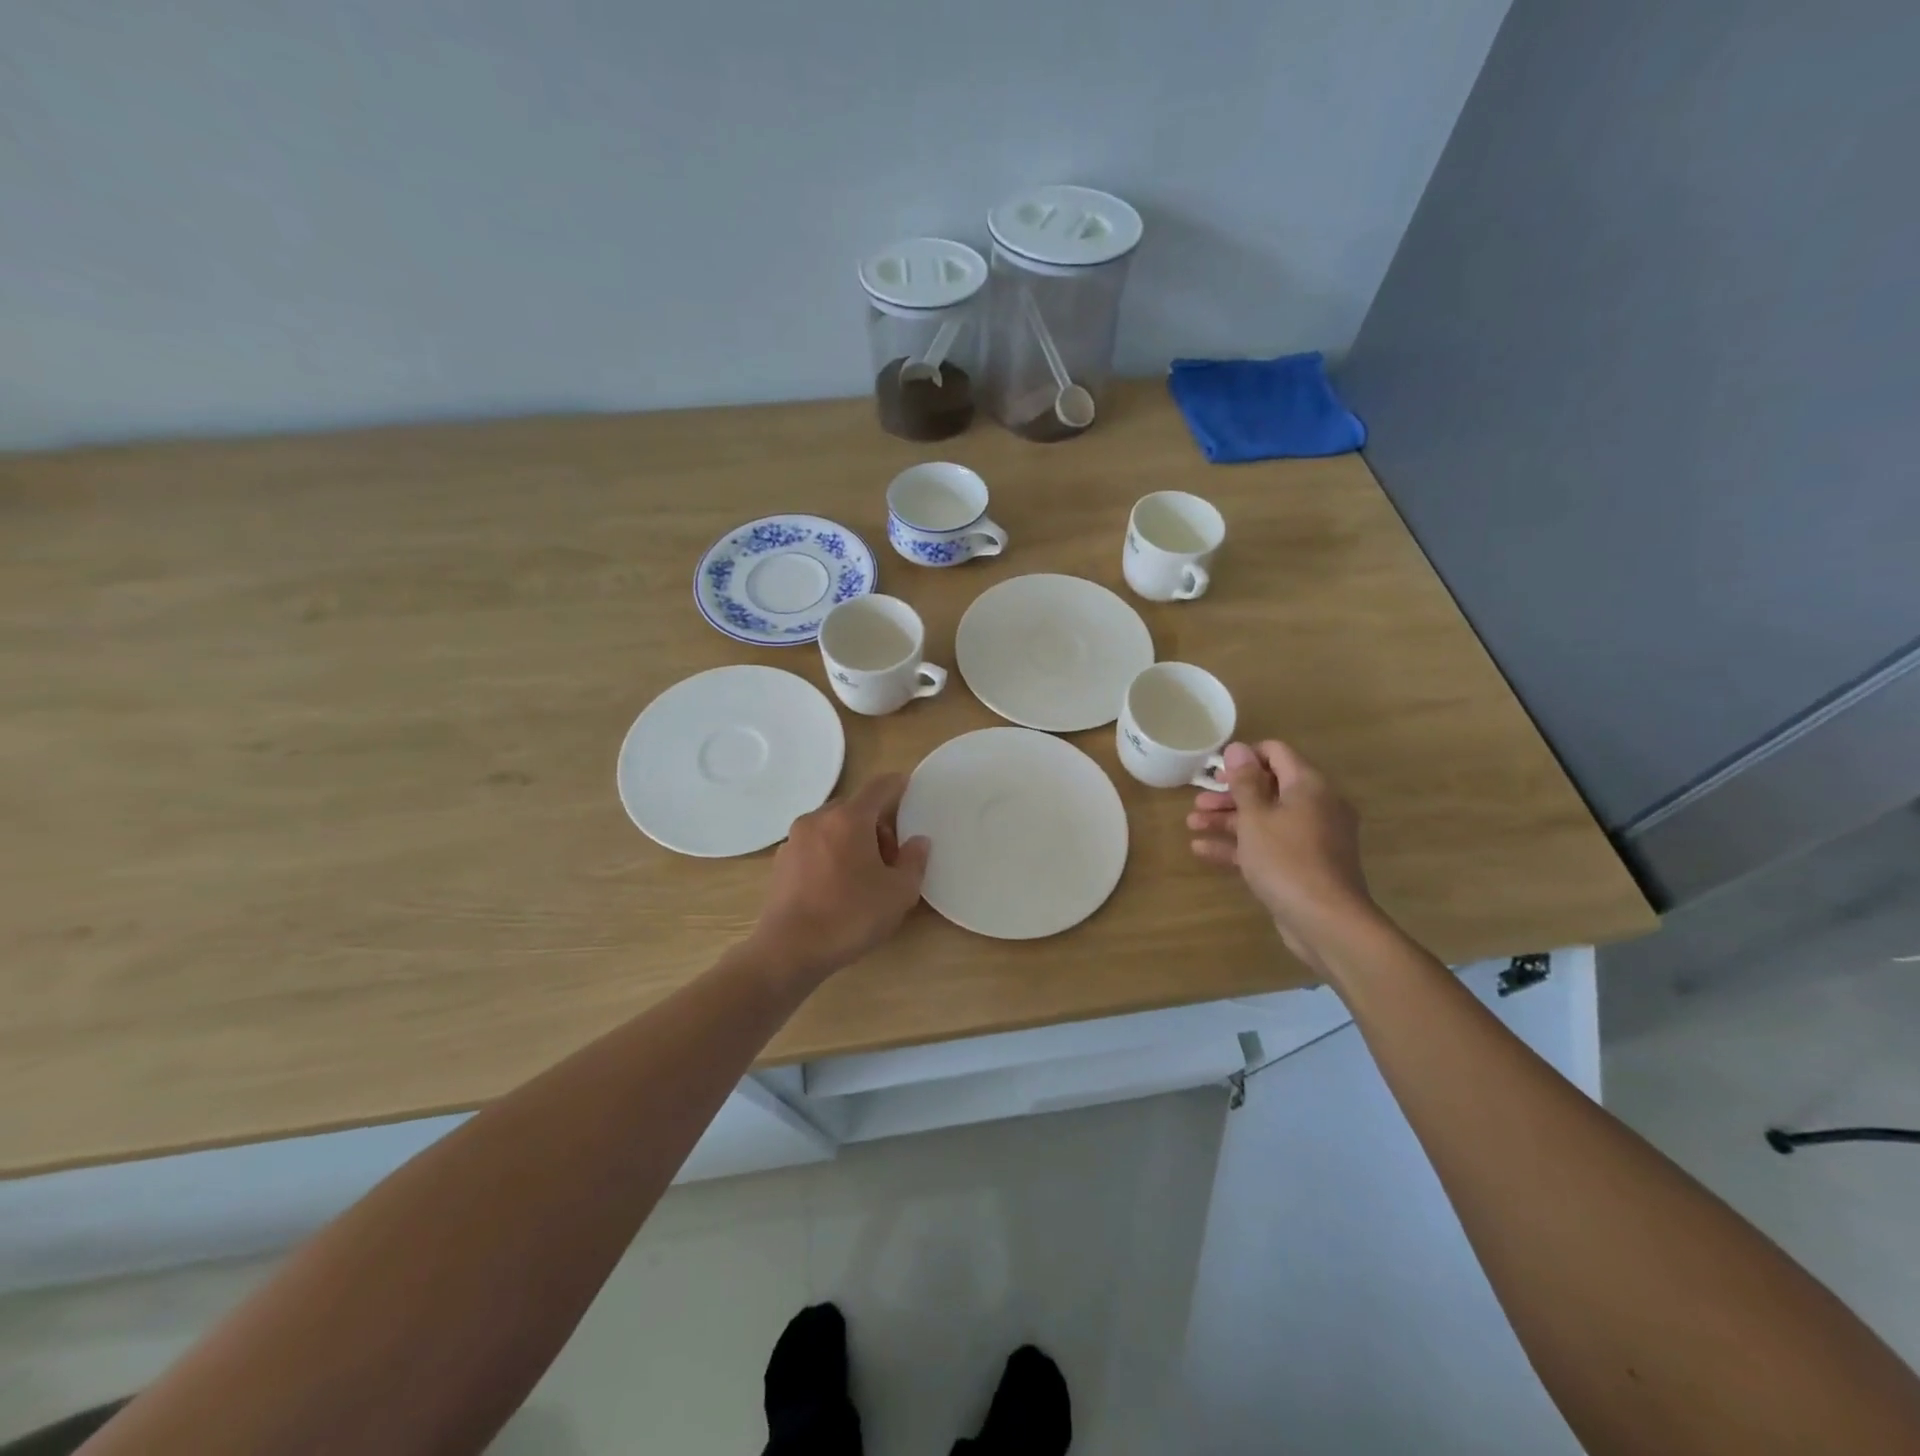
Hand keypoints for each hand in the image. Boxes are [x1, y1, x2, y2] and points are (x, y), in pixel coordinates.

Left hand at [752, 774, 930, 982]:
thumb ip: (914, 861)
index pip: (879, 787)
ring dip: (851, 839)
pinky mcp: (780, 862)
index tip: (908, 787)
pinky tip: (837, 885)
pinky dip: (830, 853)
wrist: (788, 950)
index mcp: (849, 819)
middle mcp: (818, 819)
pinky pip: (814, 845)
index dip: (897, 784)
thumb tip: (918, 842)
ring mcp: (794, 839)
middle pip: (854, 808)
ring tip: (863, 874)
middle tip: (890, 857)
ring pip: (832, 826)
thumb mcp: (898, 893)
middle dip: (876, 824)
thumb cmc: (850, 916)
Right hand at [1188, 740, 1375, 971]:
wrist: (1326, 921)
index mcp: (1309, 785)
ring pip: (1265, 818)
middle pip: (1267, 788)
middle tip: (1198, 803)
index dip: (1244, 758)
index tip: (1215, 771)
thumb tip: (1237, 748)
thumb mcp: (1256, 816)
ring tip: (1192, 825)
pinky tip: (1203, 850)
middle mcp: (1315, 806)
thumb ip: (1244, 781)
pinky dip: (1240, 845)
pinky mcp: (1303, 865)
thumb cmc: (1286, 859)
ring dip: (1228, 820)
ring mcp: (1311, 838)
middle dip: (1229, 795)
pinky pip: (1268, 845)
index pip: (1276, 753)